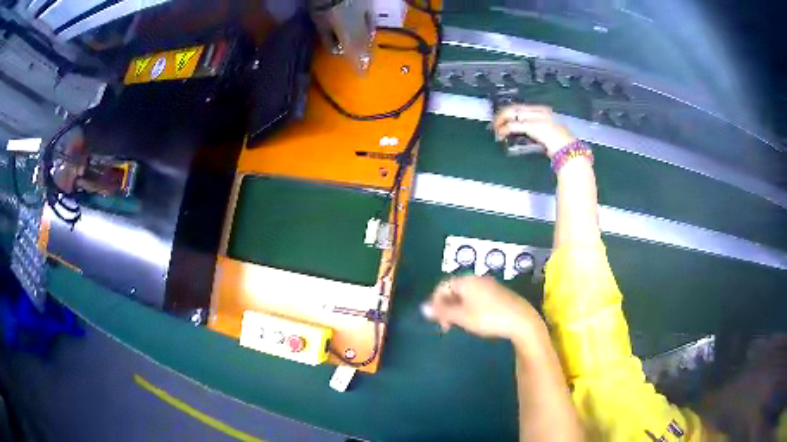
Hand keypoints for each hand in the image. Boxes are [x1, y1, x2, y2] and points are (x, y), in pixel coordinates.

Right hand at [422, 276, 542, 340]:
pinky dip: (470, 307)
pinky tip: (475, 320)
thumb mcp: (462, 317)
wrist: (521, 320)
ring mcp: (489, 285)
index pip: (442, 287)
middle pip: (454, 290)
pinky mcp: (498, 293)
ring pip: (465, 294)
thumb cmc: (488, 318)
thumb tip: (423, 307)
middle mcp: (476, 279)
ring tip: (460, 324)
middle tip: (448, 325)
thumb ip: (442, 311)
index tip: (438, 321)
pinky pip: (476, 297)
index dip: (435, 303)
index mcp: (465, 281)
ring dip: (458, 308)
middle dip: (447, 306)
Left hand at [493, 105, 574, 157]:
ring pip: (511, 114)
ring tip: (495, 129)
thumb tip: (526, 133)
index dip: (509, 111)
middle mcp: (539, 111)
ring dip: (500, 121)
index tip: (502, 117)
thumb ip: (538, 130)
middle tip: (495, 123)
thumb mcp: (550, 132)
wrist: (569, 149)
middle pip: (514, 108)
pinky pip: (512, 126)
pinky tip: (500, 135)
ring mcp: (535, 118)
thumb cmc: (563, 145)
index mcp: (544, 111)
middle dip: (502, 114)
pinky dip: (504, 130)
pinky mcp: (531, 126)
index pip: (521, 107)